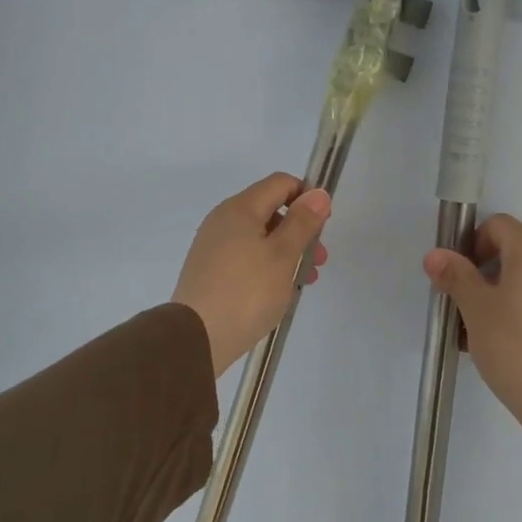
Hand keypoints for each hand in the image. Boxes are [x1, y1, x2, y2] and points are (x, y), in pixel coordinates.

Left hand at [174, 173, 332, 377]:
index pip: (280, 183)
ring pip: (259, 238)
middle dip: (300, 231)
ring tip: (304, 282)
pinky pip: (246, 258)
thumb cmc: (247, 291)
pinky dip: (267, 267)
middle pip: (270, 211)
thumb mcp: (283, 255)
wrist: (196, 338)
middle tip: (318, 260)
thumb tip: (318, 193)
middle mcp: (222, 221)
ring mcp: (213, 247)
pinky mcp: (209, 272)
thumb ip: (303, 222)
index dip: (307, 197)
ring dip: (287, 253)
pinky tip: (278, 292)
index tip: (324, 225)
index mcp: (240, 209)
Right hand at [424, 215, 521, 475]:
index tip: (463, 281)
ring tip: (503, 339)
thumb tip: (436, 255)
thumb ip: (456, 277)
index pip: (498, 226)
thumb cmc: (517, 351)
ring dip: (520, 297)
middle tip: (477, 315)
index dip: (474, 247)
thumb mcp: (476, 313)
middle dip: (495, 276)